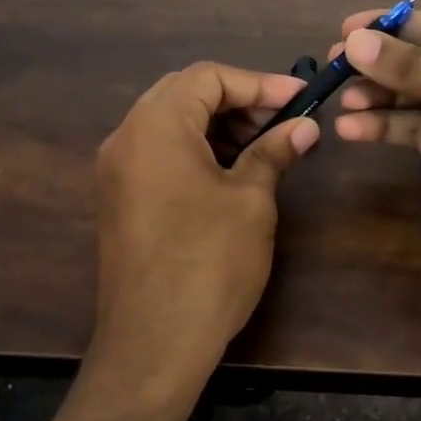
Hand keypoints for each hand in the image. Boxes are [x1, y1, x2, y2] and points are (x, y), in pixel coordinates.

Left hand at [93, 63, 318, 377]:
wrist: (154, 343)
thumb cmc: (209, 262)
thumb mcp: (251, 201)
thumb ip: (273, 153)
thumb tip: (303, 128)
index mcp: (155, 125)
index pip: (208, 77)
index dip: (259, 83)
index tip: (300, 99)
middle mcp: (126, 137)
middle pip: (185, 93)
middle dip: (238, 101)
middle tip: (282, 122)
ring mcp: (117, 170)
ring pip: (171, 123)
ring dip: (218, 125)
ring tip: (264, 148)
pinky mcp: (120, 199)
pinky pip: (159, 153)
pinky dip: (196, 150)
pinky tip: (231, 171)